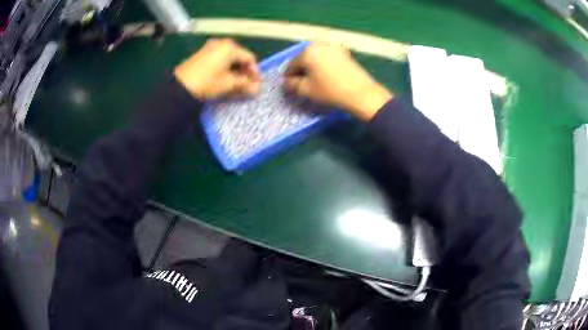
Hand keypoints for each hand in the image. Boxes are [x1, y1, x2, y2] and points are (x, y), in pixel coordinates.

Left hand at [174, 38, 260, 99]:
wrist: (180, 87)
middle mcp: (221, 43)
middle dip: (244, 71)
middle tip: (247, 85)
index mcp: (230, 47)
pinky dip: (224, 68)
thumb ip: (245, 84)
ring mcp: (210, 47)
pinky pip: (219, 59)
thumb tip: (257, 89)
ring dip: (234, 71)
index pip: (249, 58)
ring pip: (228, 59)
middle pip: (239, 57)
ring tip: (236, 84)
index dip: (255, 72)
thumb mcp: (228, 84)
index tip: (257, 84)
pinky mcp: (202, 54)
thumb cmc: (207, 83)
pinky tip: (224, 79)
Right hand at [284, 42, 392, 120]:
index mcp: (308, 52)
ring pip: (316, 56)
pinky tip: (325, 74)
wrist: (361, 94)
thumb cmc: (331, 91)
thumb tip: (286, 81)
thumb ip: (292, 84)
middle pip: (304, 57)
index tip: (288, 85)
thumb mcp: (307, 90)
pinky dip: (323, 63)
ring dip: (312, 66)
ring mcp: (333, 46)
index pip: (291, 64)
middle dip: (301, 69)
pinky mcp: (344, 52)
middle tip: (301, 82)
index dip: (288, 76)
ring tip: (313, 79)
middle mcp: (319, 44)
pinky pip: (327, 56)